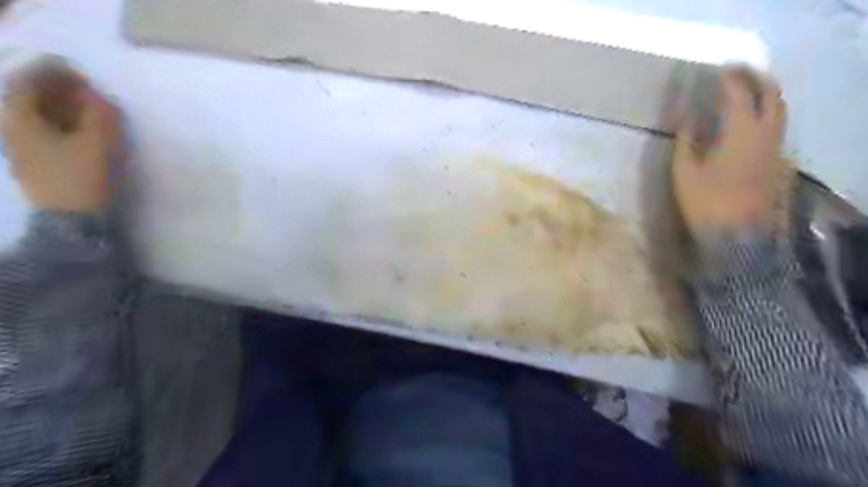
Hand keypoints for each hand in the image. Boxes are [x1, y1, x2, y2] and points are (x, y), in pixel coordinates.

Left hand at [0, 64, 117, 215]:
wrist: (69, 220)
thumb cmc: (81, 178)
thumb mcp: (98, 144)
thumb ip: (100, 116)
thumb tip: (99, 97)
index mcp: (19, 118)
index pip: (30, 81)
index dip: (57, 74)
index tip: (85, 77)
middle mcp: (11, 127)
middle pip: (29, 97)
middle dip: (59, 91)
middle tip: (90, 95)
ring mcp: (20, 146)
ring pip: (37, 116)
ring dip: (62, 109)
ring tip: (90, 113)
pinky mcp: (33, 161)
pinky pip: (43, 131)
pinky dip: (61, 125)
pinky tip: (81, 133)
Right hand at [673, 67, 791, 237]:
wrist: (735, 233)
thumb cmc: (704, 201)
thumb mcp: (684, 171)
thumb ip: (685, 140)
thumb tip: (685, 118)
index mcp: (740, 132)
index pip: (739, 95)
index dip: (730, 79)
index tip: (718, 70)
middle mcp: (765, 133)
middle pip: (771, 94)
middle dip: (756, 78)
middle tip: (737, 72)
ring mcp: (775, 146)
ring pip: (779, 108)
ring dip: (765, 93)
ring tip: (746, 89)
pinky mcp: (776, 159)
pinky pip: (777, 125)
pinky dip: (767, 111)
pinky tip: (750, 118)